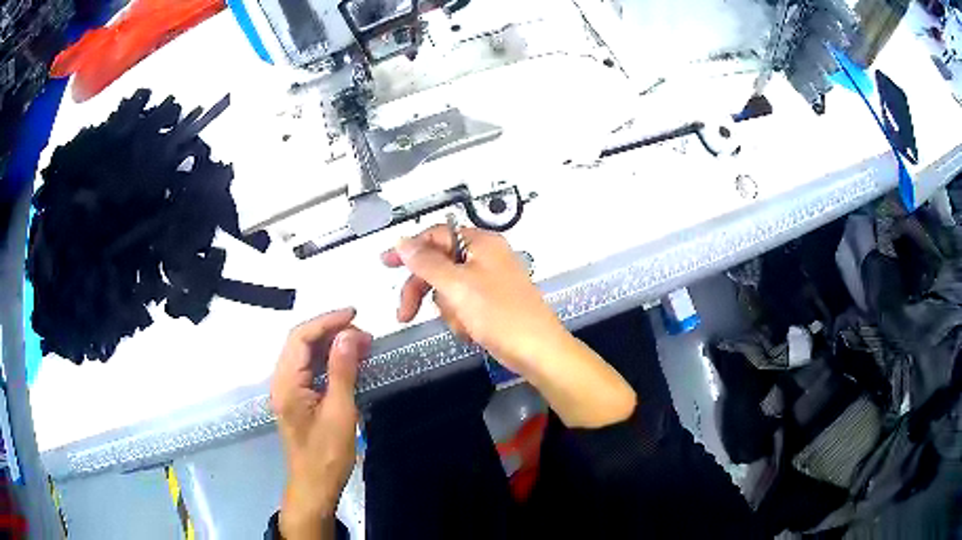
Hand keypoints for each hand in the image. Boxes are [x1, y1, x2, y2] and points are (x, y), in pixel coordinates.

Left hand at [270, 308, 371, 539]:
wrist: (314, 486)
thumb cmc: (327, 454)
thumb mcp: (340, 412)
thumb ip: (342, 371)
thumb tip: (349, 335)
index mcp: (286, 383)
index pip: (300, 338)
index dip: (326, 321)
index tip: (355, 315)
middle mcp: (281, 381)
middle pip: (300, 342)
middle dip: (331, 332)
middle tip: (364, 335)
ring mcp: (287, 390)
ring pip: (305, 355)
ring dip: (330, 345)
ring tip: (361, 345)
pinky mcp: (296, 399)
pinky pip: (309, 369)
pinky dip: (328, 360)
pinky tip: (348, 362)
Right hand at [382, 225, 567, 375]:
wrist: (538, 351)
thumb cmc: (501, 315)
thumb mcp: (457, 286)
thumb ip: (426, 262)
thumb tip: (402, 242)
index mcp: (481, 243)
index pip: (436, 235)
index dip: (409, 249)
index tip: (386, 263)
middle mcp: (485, 257)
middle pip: (438, 265)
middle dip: (423, 290)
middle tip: (405, 312)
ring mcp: (489, 281)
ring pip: (447, 289)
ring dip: (447, 310)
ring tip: (462, 323)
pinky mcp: (490, 303)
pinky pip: (461, 305)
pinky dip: (460, 319)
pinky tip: (471, 331)